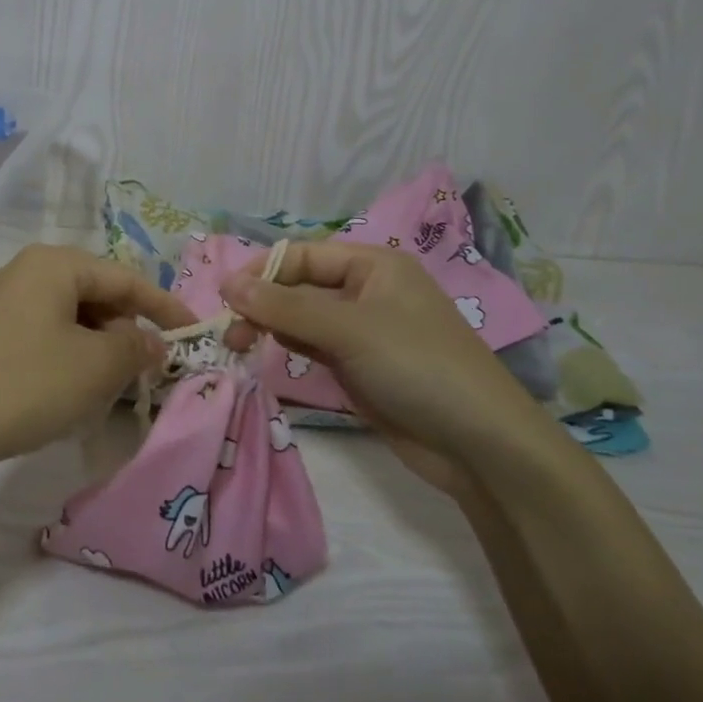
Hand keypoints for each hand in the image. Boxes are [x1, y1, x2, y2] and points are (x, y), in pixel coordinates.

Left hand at [0, 244, 192, 473]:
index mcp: (57, 264)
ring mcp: (5, 302)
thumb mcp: (95, 367)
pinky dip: (71, 358)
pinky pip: (47, 336)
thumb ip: (136, 349)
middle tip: (151, 370)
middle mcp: (29, 271)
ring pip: (72, 319)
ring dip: (100, 349)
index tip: (193, 332)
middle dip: (128, 331)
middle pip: (98, 296)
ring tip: (115, 386)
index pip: (126, 278)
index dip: (164, 307)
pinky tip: (74, 391)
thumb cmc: (26, 384)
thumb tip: (151, 343)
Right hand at [221, 242, 555, 465]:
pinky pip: (314, 347)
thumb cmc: (416, 367)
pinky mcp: (360, 367)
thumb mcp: (348, 329)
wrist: (479, 445)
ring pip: (303, 318)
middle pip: (300, 286)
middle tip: (231, 334)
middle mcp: (367, 291)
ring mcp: (364, 331)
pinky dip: (290, 349)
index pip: (303, 256)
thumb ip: (285, 306)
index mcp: (374, 265)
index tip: (223, 299)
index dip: (261, 272)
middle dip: (263, 303)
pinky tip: (269, 357)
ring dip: (272, 327)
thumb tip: (226, 283)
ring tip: (241, 347)